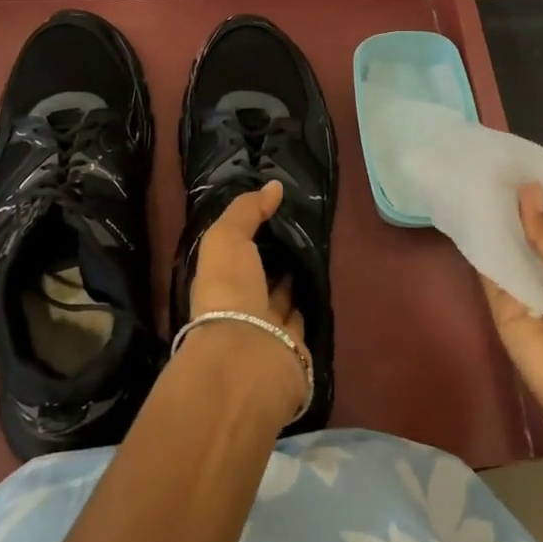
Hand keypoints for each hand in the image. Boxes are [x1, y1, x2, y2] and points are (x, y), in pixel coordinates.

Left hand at [184, 182, 308, 424]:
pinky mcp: (294, 348)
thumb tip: (274, 186)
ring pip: (284, 297)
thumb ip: (246, 211)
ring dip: (297, 278)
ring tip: (320, 247)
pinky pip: (303, 317)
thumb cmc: (229, 291)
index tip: (278, 208)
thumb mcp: (226, 239)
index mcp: (217, 282)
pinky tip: (326, 279)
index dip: (253, 233)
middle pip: (261, 276)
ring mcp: (266, 330)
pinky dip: (311, 301)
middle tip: (306, 226)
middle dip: (278, 255)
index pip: (234, 253)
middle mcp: (239, 307)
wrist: (248, 355)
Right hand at [482, 183, 542, 416]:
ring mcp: (522, 291)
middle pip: (523, 237)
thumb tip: (528, 190)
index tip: (512, 168)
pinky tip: (465, 212)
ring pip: (503, 251)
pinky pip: (488, 272)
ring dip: (491, 222)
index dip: (534, 202)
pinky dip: (478, 246)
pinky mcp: (498, 306)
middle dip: (509, 209)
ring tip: (471, 178)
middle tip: (485, 166)